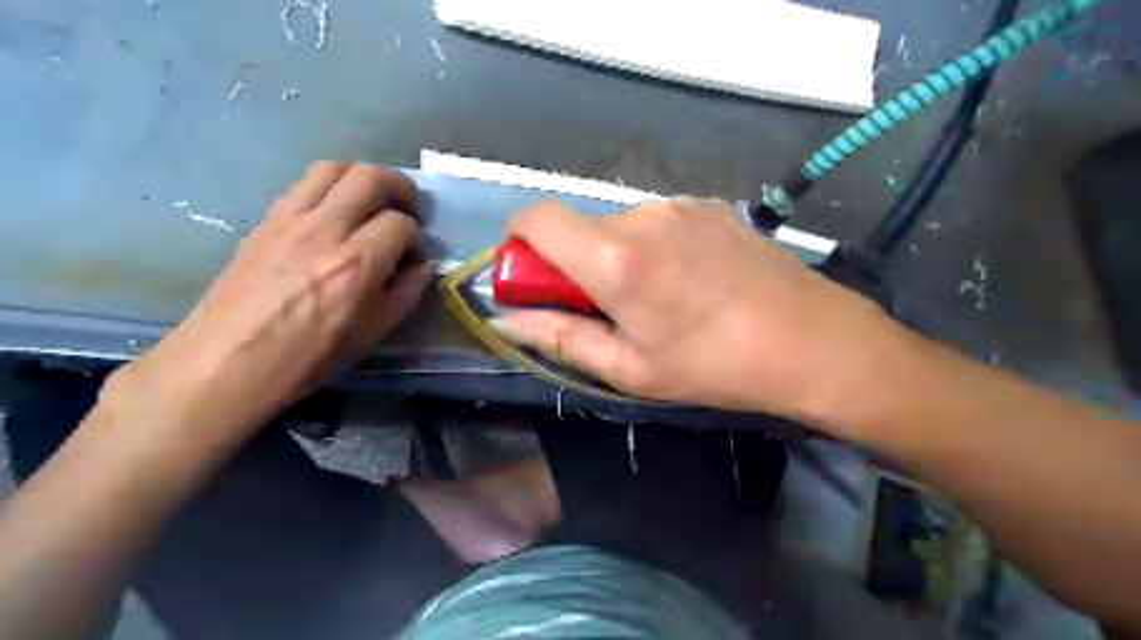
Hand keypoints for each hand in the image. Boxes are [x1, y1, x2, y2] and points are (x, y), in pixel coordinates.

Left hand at [101, 161, 429, 441]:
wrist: (225, 362)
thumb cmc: (306, 358)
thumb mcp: (370, 334)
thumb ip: (405, 294)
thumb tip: (422, 267)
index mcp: (355, 265)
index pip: (401, 224)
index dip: (417, 236)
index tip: (414, 255)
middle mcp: (324, 230)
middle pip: (370, 177)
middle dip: (400, 187)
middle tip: (408, 209)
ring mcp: (289, 220)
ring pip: (334, 167)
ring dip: (362, 177)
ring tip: (372, 202)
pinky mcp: (265, 221)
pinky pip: (303, 184)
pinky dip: (331, 188)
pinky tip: (335, 214)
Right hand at [500, 197, 910, 429]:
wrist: (813, 340)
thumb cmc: (714, 365)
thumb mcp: (630, 369)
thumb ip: (560, 337)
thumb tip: (507, 320)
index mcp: (614, 257)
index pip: (536, 217)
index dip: (521, 243)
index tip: (535, 279)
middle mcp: (641, 215)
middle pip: (579, 227)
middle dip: (575, 264)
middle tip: (608, 309)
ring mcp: (680, 206)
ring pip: (620, 226)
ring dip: (618, 257)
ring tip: (660, 300)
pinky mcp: (709, 206)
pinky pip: (659, 223)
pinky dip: (654, 247)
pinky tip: (691, 281)